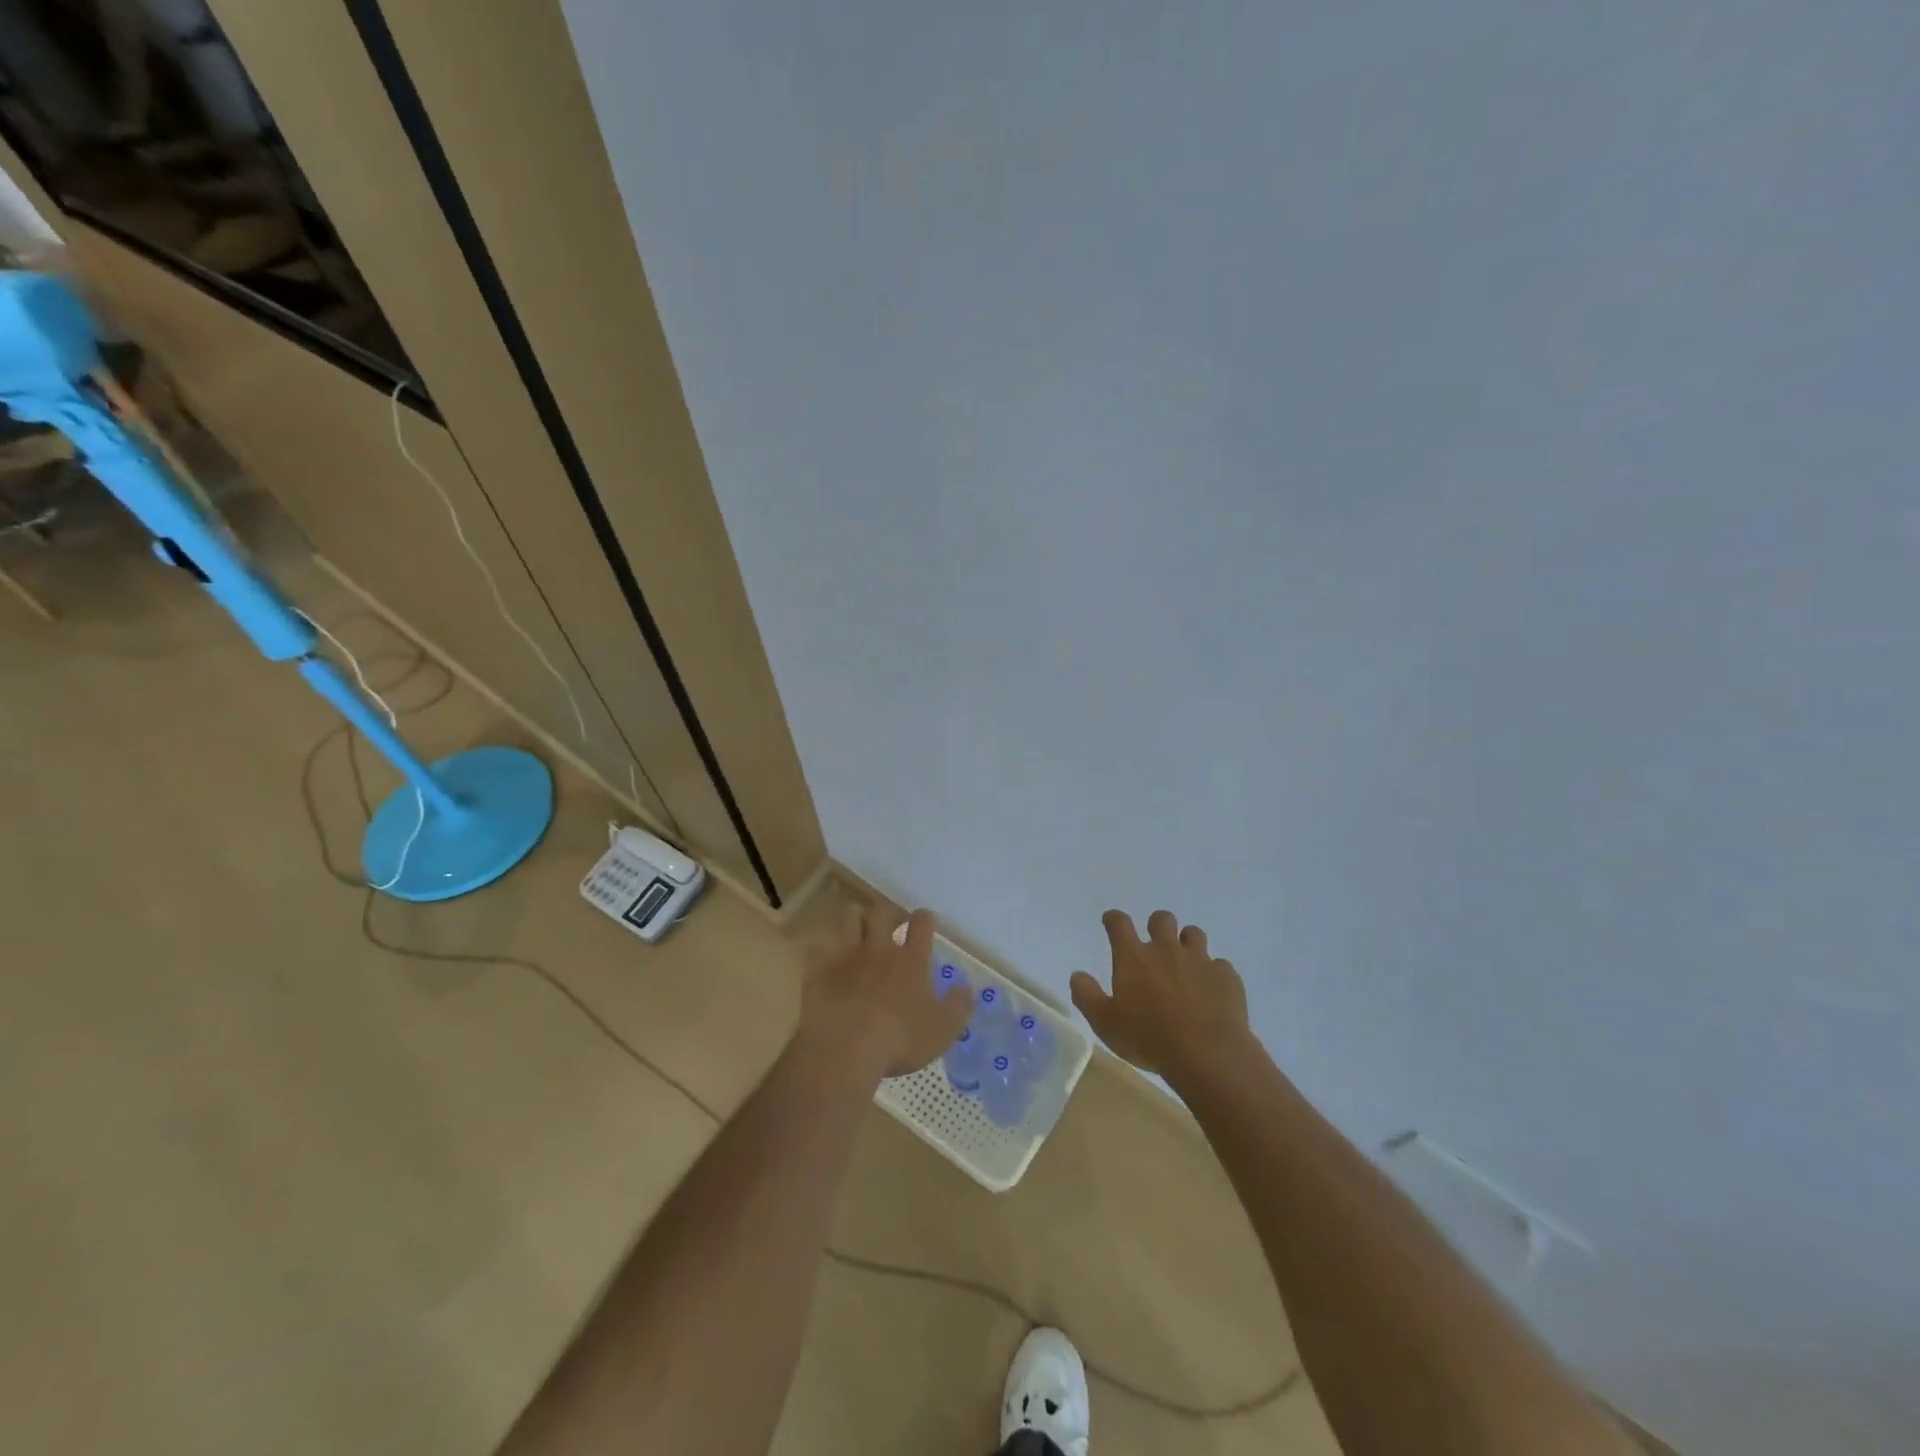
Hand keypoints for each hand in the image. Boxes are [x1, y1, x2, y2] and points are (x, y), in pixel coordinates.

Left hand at [798, 906, 974, 1081]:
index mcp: (911, 961)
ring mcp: (846, 957)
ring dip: (852, 921)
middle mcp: (879, 950)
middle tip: (889, 923)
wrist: (845, 1049)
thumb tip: (966, 986)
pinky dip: (819, 948)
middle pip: (881, 913)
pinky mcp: (818, 970)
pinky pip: (815, 948)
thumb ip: (958, 1007)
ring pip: (847, 921)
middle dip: (886, 913)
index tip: (925, 920)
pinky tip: (820, 954)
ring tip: (855, 930)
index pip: (921, 925)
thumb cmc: (899, 1040)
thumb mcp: (942, 1030)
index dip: (924, 919)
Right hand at [1071, 909, 1252, 1080]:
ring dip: (1187, 942)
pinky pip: (1220, 965)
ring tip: (1185, 963)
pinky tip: (1211, 992)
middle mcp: (1166, 949)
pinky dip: (1213, 973)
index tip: (1111, 921)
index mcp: (1134, 957)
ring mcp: (1199, 960)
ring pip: (1193, 933)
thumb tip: (1077, 975)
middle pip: (1161, 919)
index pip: (1119, 923)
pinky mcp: (1226, 976)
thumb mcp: (1105, 1023)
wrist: (1207, 1054)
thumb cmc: (1148, 1038)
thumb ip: (1087, 996)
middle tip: (1155, 943)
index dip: (1113, 919)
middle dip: (1156, 925)